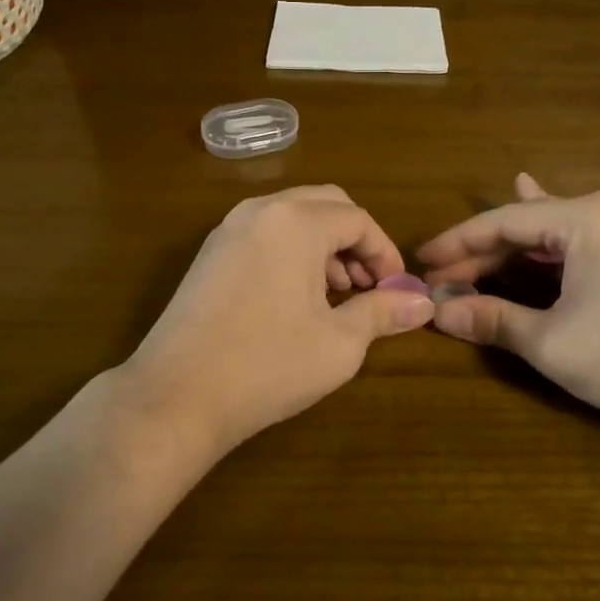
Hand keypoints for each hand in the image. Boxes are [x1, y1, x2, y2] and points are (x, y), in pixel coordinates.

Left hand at [121, 185, 434, 454]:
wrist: (176, 396)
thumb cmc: (268, 366)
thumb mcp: (339, 343)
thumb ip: (383, 312)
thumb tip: (424, 303)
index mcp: (296, 222)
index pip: (357, 219)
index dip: (384, 253)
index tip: (396, 291)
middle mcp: (260, 210)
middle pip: (325, 204)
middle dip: (355, 241)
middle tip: (368, 286)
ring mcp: (228, 229)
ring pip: (292, 216)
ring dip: (323, 244)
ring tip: (336, 294)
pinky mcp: (209, 253)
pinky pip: (264, 232)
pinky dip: (291, 250)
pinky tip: (295, 297)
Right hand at [418, 174, 599, 440]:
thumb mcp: (551, 341)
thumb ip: (492, 320)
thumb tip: (439, 313)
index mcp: (587, 216)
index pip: (503, 222)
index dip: (457, 243)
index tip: (422, 261)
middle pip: (529, 224)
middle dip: (484, 253)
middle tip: (443, 277)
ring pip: (556, 231)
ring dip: (514, 249)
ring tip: (474, 244)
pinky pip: (583, 240)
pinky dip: (551, 246)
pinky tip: (538, 233)